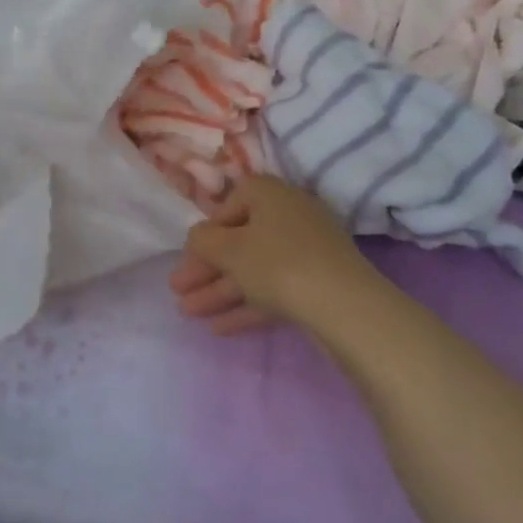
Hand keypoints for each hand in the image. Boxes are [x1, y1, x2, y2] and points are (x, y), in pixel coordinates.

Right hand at [171, 176, 385, 334]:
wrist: (344, 307)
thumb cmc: (278, 263)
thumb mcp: (228, 248)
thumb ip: (203, 240)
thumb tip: (199, 237)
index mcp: (271, 195)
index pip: (232, 202)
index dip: (208, 229)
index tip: (192, 254)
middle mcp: (291, 217)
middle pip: (240, 241)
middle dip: (206, 268)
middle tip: (178, 290)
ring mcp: (307, 253)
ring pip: (254, 269)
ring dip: (219, 290)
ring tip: (188, 313)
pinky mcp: (317, 286)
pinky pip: (273, 290)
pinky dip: (246, 305)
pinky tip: (219, 328)